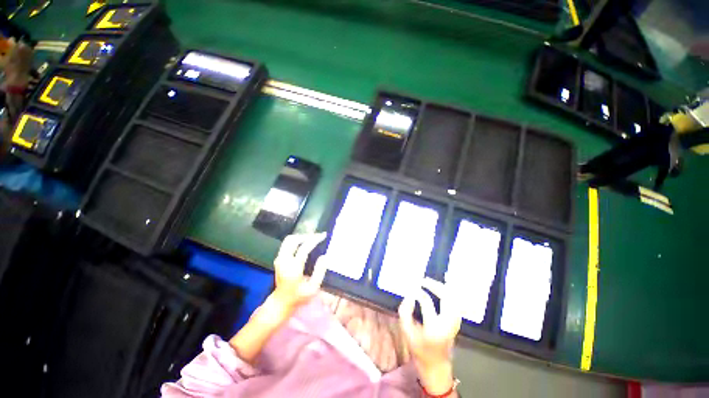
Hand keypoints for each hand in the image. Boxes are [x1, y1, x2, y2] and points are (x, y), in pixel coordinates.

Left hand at [272, 233, 328, 311]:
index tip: (323, 235)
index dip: (314, 240)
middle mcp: (284, 261)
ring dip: (300, 237)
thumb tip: (324, 256)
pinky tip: (304, 243)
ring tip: (311, 238)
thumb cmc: (299, 296)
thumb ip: (319, 272)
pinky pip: (286, 244)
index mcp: (293, 269)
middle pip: (293, 240)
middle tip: (317, 236)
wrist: (281, 302)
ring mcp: (279, 259)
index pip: (303, 248)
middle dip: (306, 236)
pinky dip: (296, 240)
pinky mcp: (278, 259)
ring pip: (288, 240)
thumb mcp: (313, 288)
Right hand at [398, 277, 461, 394]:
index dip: (418, 292)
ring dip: (444, 288)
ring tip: (432, 283)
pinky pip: (456, 304)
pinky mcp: (456, 323)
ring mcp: (454, 323)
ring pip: (454, 299)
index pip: (426, 302)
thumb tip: (409, 295)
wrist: (436, 366)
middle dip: (436, 285)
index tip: (410, 288)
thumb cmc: (419, 350)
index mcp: (434, 327)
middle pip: (447, 298)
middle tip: (424, 280)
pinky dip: (450, 295)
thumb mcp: (407, 333)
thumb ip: (405, 312)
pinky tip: (442, 291)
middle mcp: (447, 323)